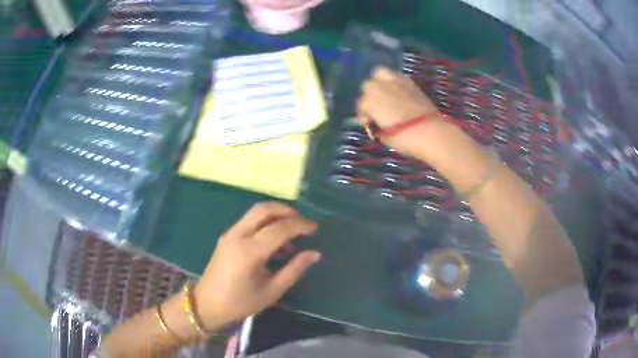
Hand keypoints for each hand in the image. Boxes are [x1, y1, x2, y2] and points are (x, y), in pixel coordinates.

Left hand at [194, 202, 320, 329]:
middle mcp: (238, 235)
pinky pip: (249, 220)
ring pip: (255, 212)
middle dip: (287, 210)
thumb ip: (294, 270)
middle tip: (303, 221)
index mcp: (249, 252)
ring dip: (276, 214)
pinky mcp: (226, 236)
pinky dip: (265, 222)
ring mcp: (230, 233)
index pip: (279, 228)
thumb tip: (314, 253)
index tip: (315, 227)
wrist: (207, 304)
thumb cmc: (241, 303)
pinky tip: (275, 239)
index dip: (300, 225)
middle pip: (264, 209)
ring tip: (292, 230)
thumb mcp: (272, 291)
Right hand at [357, 67, 444, 155]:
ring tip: (384, 94)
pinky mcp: (409, 82)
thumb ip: (375, 126)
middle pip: (368, 86)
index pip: (361, 105)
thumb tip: (374, 122)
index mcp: (369, 100)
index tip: (369, 124)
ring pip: (380, 74)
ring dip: (379, 83)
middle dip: (370, 96)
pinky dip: (394, 83)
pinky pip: (396, 77)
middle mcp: (379, 86)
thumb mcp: (384, 136)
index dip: (364, 115)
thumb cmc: (403, 138)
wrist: (430, 131)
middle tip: (376, 109)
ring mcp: (395, 81)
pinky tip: (398, 94)